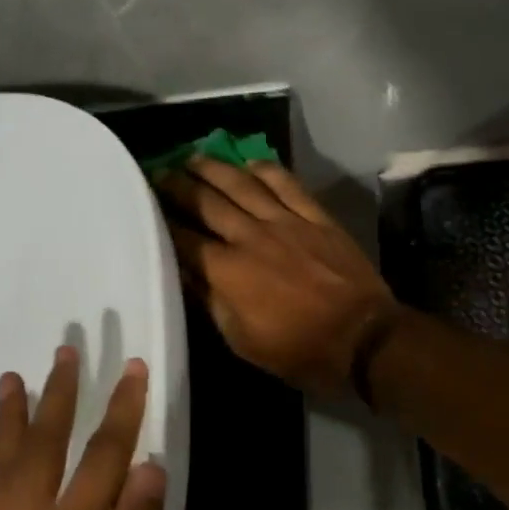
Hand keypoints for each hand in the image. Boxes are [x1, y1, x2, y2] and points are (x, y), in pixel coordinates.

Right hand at [157, 158, 400, 396]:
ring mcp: (285, 222)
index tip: (144, 208)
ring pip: (242, 185)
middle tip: (160, 173)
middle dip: (179, 186)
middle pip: (207, 202)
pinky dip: (265, 170)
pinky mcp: (315, 217)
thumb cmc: (299, 351)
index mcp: (227, 272)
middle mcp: (250, 237)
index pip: (184, 239)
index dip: (161, 222)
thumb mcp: (243, 341)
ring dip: (214, 169)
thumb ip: (212, 303)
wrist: (363, 338)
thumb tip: (186, 275)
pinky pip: (286, 184)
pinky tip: (249, 164)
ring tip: (193, 158)